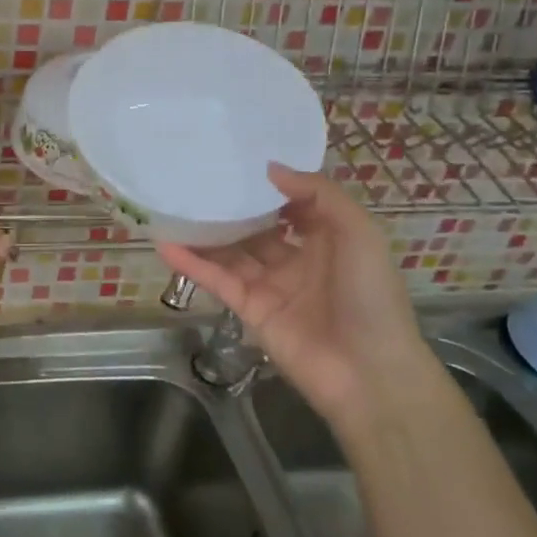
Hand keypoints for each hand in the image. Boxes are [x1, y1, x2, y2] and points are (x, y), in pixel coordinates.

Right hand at [157, 164, 434, 431]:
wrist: (368, 373)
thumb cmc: (370, 295)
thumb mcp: (359, 233)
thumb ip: (318, 195)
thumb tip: (270, 169)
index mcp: (329, 240)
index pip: (294, 206)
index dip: (271, 187)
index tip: (240, 163)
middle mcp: (298, 260)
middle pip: (257, 228)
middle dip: (232, 208)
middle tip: (197, 179)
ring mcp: (271, 285)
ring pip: (232, 252)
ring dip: (205, 233)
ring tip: (172, 206)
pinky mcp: (249, 309)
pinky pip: (217, 280)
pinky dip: (192, 264)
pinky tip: (165, 244)